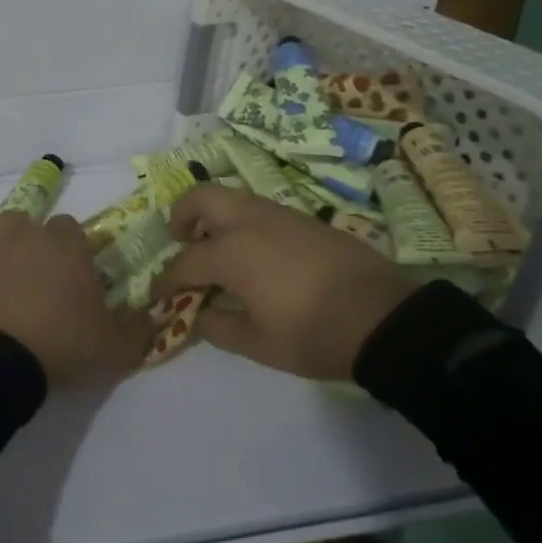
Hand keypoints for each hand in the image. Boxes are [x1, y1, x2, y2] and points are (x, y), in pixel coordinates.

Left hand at [0, 213, 152, 389]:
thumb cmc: (61, 343)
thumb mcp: (114, 348)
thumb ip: (138, 329)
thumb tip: (152, 316)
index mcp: (66, 245)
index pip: (73, 227)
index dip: (76, 249)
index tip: (78, 276)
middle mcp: (28, 236)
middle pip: (32, 226)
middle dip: (39, 246)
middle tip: (45, 282)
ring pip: (1, 238)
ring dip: (8, 255)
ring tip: (13, 289)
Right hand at [150, 184, 414, 380]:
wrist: (384, 318)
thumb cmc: (313, 334)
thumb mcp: (260, 345)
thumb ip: (220, 327)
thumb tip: (200, 314)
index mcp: (231, 252)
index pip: (185, 262)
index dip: (167, 280)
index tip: (157, 295)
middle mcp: (249, 222)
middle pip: (202, 198)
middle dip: (182, 215)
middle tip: (181, 240)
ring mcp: (279, 215)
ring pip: (232, 197)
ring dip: (214, 216)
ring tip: (216, 247)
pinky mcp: (304, 219)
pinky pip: (259, 208)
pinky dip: (242, 221)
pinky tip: (254, 252)